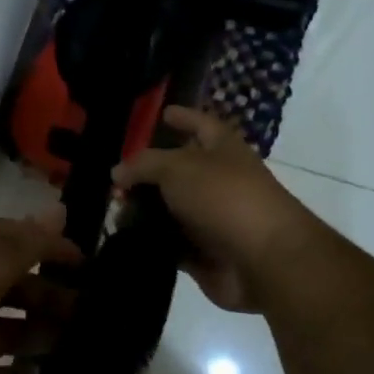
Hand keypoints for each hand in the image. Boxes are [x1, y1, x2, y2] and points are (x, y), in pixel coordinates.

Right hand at [113, 107, 321, 312]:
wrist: (263, 259)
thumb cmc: (224, 197)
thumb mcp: (178, 167)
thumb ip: (144, 165)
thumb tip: (117, 171)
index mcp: (223, 149)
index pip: (200, 124)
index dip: (183, 117)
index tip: (161, 113)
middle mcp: (219, 180)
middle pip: (180, 171)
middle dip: (149, 173)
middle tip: (115, 175)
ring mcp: (213, 219)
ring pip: (172, 210)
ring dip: (144, 211)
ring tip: (110, 209)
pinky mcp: (204, 253)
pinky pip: (170, 244)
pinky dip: (150, 242)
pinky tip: (122, 239)